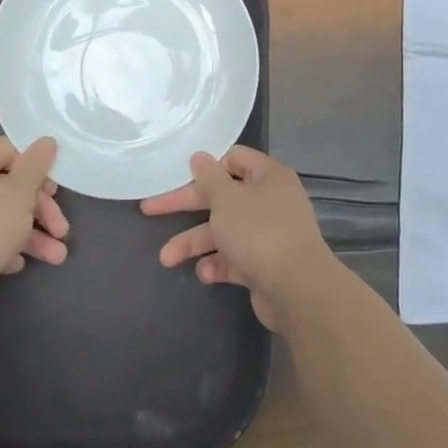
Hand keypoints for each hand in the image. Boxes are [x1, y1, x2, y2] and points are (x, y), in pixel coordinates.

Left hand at [0, 137, 67, 306]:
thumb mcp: (19, 193)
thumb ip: (36, 166)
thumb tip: (47, 141)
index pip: (10, 151)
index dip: (38, 169)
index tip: (56, 192)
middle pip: (7, 188)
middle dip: (40, 212)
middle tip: (62, 231)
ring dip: (29, 235)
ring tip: (56, 258)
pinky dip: (1, 247)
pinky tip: (16, 265)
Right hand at [141, 146, 345, 333]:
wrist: (297, 290)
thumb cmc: (259, 232)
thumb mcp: (226, 199)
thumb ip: (209, 178)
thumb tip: (200, 157)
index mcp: (268, 176)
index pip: (233, 158)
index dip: (206, 166)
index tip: (178, 175)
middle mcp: (270, 201)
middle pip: (221, 196)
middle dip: (185, 206)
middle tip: (149, 210)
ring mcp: (268, 234)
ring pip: (224, 231)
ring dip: (194, 243)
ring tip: (167, 259)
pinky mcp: (264, 264)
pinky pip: (234, 257)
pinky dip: (217, 264)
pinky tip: (204, 274)